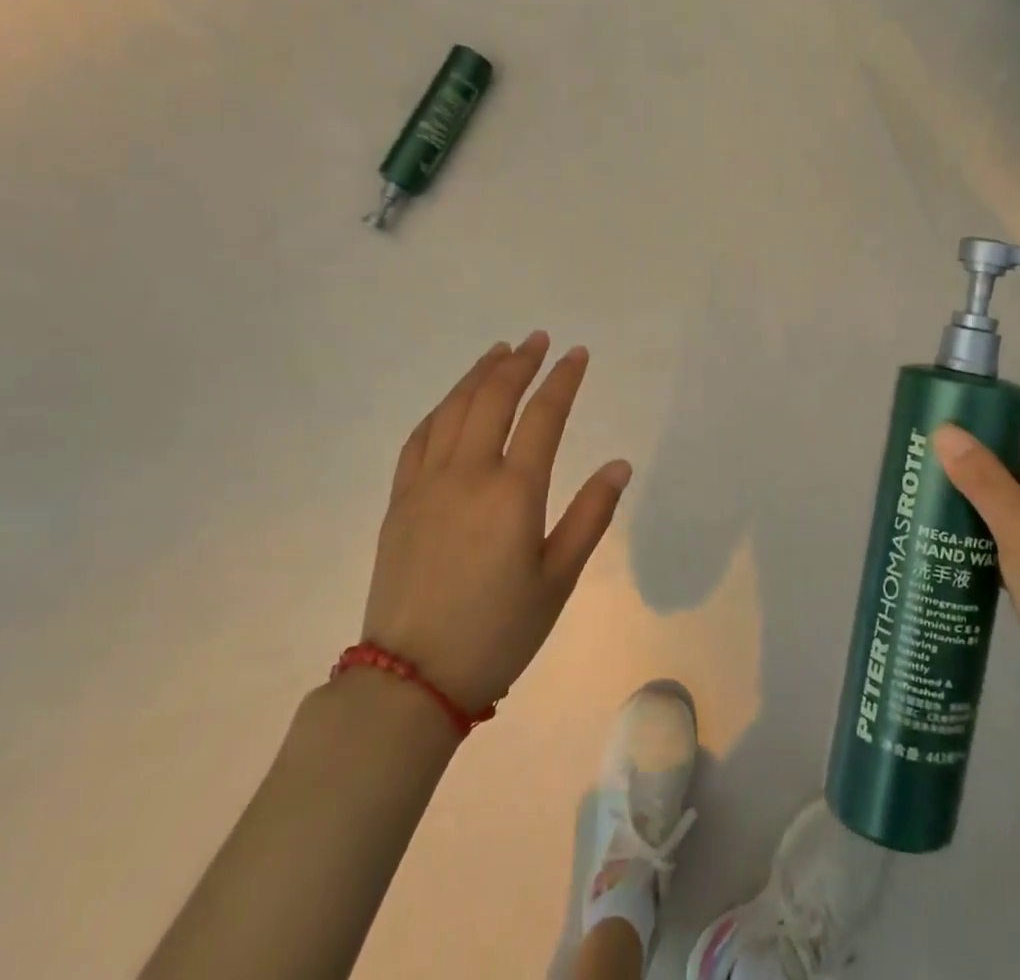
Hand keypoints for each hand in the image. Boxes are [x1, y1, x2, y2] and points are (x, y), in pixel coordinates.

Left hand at [361, 333, 632, 714]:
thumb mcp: (558, 579)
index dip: (563, 379)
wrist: (412, 679)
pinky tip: (452, 401)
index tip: (577, 353)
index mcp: (514, 492)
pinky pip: (419, 438)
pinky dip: (441, 409)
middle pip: (494, 398)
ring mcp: (427, 483)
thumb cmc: (498, 631)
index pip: (544, 415)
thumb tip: (620, 465)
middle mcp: (469, 473)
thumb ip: (591, 516)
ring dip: (479, 374)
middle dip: (520, 362)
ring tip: (498, 351)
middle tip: (538, 339)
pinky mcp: (400, 500)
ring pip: (454, 409)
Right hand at [933, 426, 1019, 751]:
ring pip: (1017, 522)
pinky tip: (952, 544)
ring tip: (932, 500)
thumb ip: (984, 482)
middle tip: (929, 467)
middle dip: (980, 476)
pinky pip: (1014, 553)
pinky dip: (986, 544)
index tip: (946, 434)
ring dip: (980, 511)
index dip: (992, 439)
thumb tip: (944, 431)